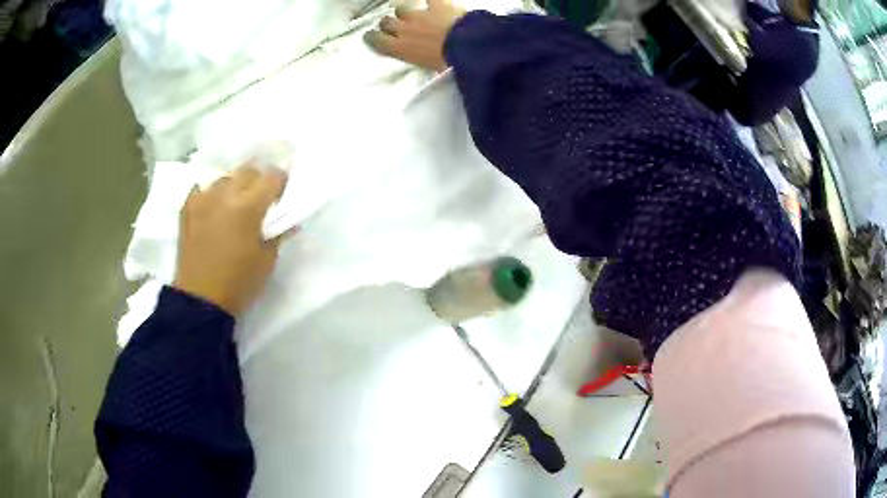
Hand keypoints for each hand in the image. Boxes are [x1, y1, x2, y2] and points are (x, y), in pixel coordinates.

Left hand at [174, 164, 288, 315]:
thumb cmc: (239, 283)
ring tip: (234, 204)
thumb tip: (288, 219)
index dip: (281, 182)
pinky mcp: (187, 208)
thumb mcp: (267, 260)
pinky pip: (203, 189)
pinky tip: (214, 209)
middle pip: (248, 170)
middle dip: (258, 180)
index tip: (282, 193)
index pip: (272, 177)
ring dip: (234, 186)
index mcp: (248, 207)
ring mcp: (203, 199)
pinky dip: (212, 195)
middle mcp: (225, 195)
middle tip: (261, 198)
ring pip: (225, 178)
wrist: (200, 300)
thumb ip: (279, 233)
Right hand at [365, 0, 465, 70]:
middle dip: (389, 24)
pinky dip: (429, 2)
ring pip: (402, 9)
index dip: (373, 37)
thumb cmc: (446, 63)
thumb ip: (415, 57)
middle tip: (395, 27)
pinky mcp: (436, 5)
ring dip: (406, 13)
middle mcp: (404, 30)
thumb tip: (415, 56)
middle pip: (386, 22)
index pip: (377, 40)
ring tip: (412, 16)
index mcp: (400, 48)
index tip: (373, 36)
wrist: (465, 46)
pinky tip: (430, 3)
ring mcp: (419, 15)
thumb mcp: (425, 67)